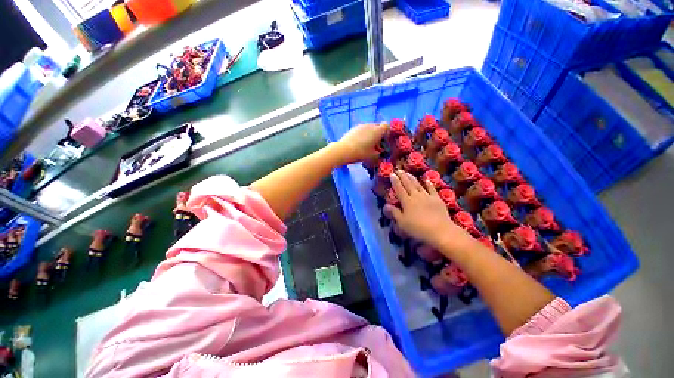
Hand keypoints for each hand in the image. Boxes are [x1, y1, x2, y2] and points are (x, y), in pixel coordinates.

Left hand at [333, 123, 387, 164]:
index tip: (384, 141)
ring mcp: (361, 126)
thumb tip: (379, 153)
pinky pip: (361, 130)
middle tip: (375, 145)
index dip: (387, 133)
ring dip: (369, 135)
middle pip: (377, 127)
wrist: (344, 150)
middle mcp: (370, 125)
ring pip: (369, 128)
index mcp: (378, 131)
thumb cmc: (361, 153)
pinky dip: (362, 135)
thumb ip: (379, 154)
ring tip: (366, 146)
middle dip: (378, 135)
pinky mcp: (353, 128)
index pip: (387, 126)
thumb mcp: (373, 157)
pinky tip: (358, 144)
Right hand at [384, 171, 467, 247]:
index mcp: (406, 202)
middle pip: (408, 184)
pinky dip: (428, 184)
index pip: (399, 189)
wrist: (440, 231)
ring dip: (413, 178)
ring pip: (418, 185)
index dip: (395, 181)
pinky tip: (427, 180)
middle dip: (403, 177)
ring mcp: (427, 197)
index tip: (392, 174)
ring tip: (408, 173)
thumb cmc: (417, 228)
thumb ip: (394, 213)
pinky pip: (431, 189)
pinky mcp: (437, 199)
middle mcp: (416, 196)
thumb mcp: (402, 222)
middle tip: (399, 170)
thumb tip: (386, 205)